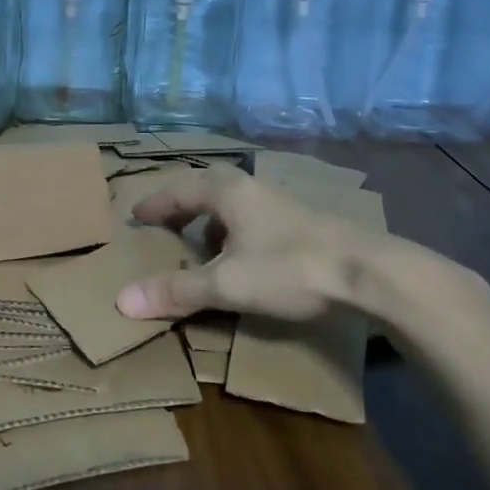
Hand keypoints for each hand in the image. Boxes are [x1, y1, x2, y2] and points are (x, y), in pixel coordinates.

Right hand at [114, 169, 489, 333]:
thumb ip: (177, 290)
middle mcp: (251, 188)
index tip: (136, 215)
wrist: (368, 272)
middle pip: (207, 188)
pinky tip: (245, 260)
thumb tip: (121, 301)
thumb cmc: (289, 268)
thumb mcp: (227, 284)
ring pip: (234, 204)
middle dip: (183, 206)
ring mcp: (280, 203)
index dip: (155, 204)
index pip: (179, 190)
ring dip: (212, 220)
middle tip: (165, 223)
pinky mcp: (302, 223)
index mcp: (227, 191)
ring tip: (202, 246)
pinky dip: (236, 232)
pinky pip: (253, 218)